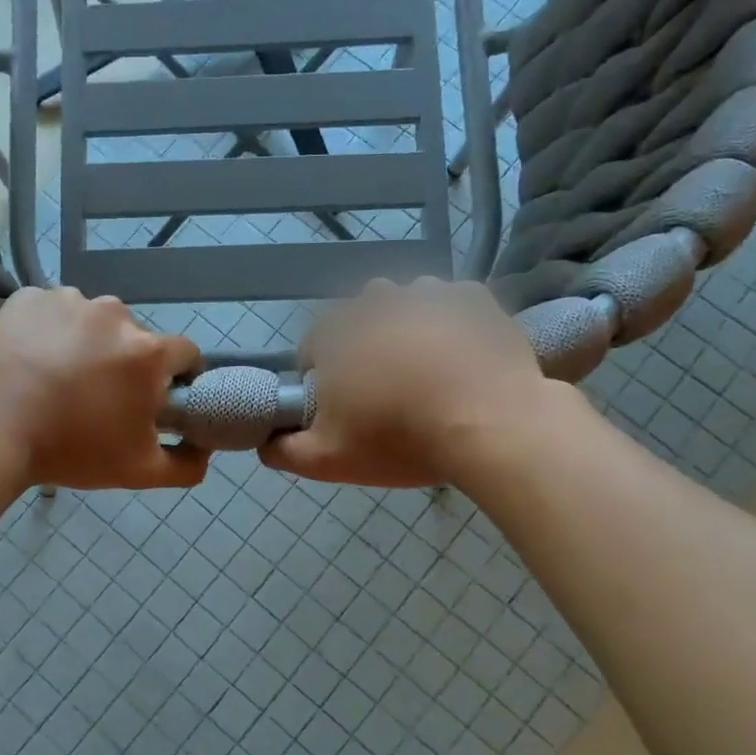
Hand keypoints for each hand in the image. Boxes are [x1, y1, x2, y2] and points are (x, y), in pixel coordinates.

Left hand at [0, 287, 207, 490]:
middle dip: (126, 362)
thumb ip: (186, 465)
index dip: (177, 378)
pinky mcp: (27, 297)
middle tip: (97, 397)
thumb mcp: (138, 472)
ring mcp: (67, 299)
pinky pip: (51, 312)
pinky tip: (30, 361)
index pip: (185, 354)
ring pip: (92, 321)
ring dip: (86, 343)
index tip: (157, 399)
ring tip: (57, 379)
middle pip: (135, 337)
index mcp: (147, 351)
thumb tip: (205, 451)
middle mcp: (114, 312)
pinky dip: (48, 331)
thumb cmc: (69, 451)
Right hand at [260, 279, 551, 487]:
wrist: (491, 426)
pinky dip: (450, 324)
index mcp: (336, 332)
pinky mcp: (474, 298)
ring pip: (406, 305)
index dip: (323, 375)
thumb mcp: (328, 460)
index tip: (344, 404)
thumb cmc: (400, 439)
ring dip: (407, 329)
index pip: (313, 345)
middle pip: (359, 319)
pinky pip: (451, 305)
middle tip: (387, 389)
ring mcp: (429, 293)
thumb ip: (283, 450)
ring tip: (428, 371)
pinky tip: (460, 357)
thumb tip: (264, 441)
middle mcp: (377, 299)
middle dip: (365, 346)